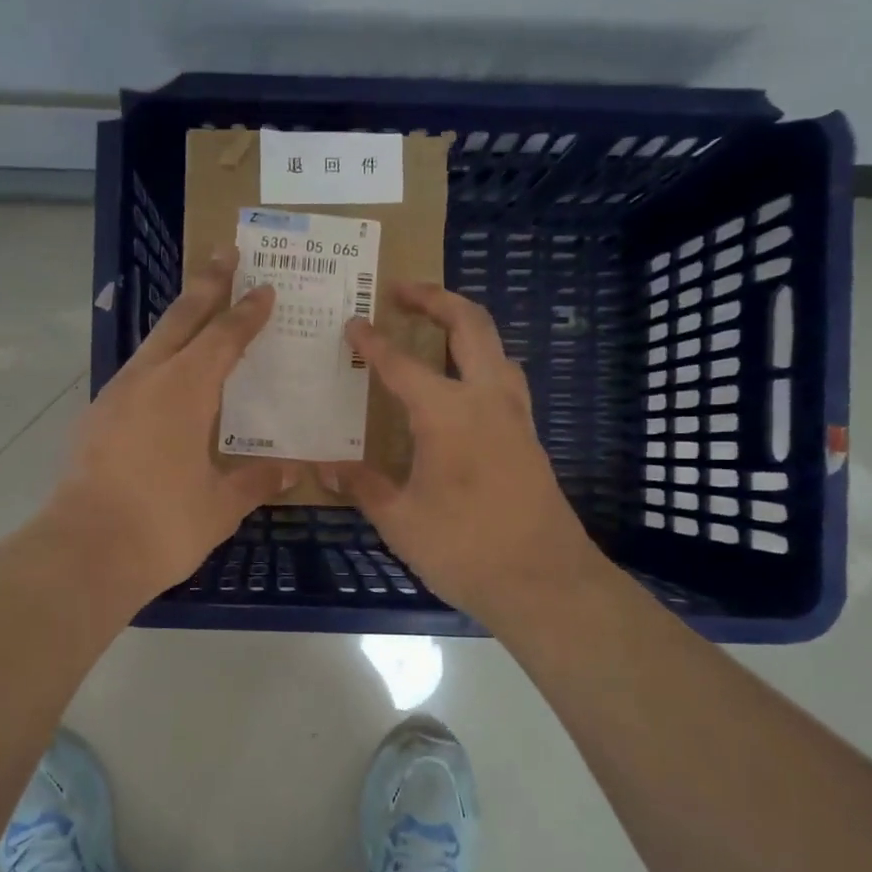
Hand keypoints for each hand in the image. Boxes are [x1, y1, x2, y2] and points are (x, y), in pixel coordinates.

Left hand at [46, 246, 294, 604]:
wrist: (83, 552)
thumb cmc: (162, 525)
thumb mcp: (220, 506)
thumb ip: (255, 481)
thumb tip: (291, 471)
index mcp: (185, 390)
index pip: (224, 338)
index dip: (247, 313)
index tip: (265, 288)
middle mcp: (148, 380)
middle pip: (181, 319)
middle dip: (207, 285)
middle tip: (225, 253)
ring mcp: (114, 397)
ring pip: (153, 344)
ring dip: (178, 321)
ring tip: (197, 309)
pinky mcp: (95, 420)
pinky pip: (135, 375)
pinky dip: (158, 361)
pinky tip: (165, 379)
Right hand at [325, 282, 601, 626]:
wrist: (544, 581)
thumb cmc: (464, 548)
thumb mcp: (400, 520)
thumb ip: (364, 486)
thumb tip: (328, 467)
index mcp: (447, 413)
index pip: (401, 364)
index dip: (372, 342)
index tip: (352, 323)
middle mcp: (486, 399)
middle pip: (469, 325)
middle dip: (435, 298)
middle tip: (402, 290)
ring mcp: (515, 416)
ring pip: (495, 347)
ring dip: (465, 325)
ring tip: (433, 328)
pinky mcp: (529, 437)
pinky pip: (504, 378)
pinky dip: (480, 361)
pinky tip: (460, 387)